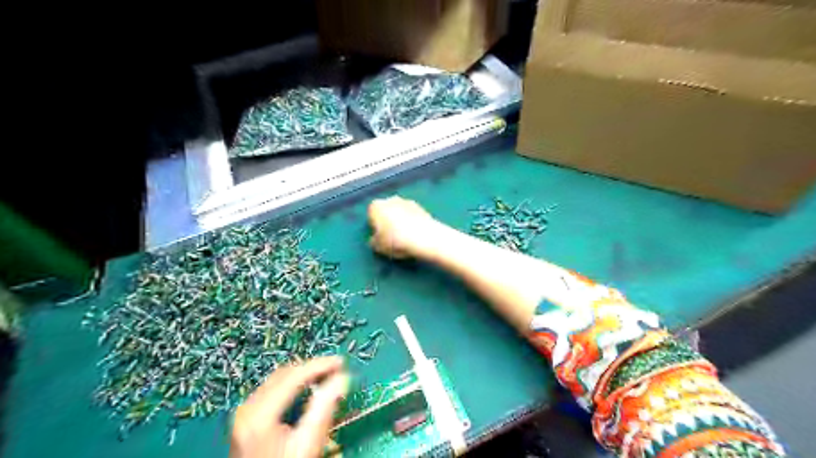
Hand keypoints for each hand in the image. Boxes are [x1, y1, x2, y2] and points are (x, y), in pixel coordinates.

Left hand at [231, 358, 352, 457]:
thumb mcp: (307, 444)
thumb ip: (324, 409)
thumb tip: (342, 379)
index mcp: (260, 414)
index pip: (294, 376)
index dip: (320, 366)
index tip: (341, 363)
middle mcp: (247, 408)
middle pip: (284, 374)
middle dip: (312, 369)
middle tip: (336, 369)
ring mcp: (244, 413)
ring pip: (277, 380)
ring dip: (302, 376)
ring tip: (325, 377)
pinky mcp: (246, 419)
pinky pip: (272, 390)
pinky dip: (291, 386)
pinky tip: (305, 391)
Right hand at [367, 194, 435, 258]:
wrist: (425, 237)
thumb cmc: (396, 241)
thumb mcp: (378, 247)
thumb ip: (373, 241)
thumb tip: (375, 239)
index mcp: (376, 206)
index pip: (371, 216)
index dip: (375, 228)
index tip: (380, 238)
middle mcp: (390, 199)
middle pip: (386, 211)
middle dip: (388, 222)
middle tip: (392, 238)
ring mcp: (407, 201)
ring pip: (399, 212)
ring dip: (401, 221)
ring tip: (405, 237)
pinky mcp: (422, 207)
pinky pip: (412, 215)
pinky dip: (412, 222)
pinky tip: (415, 234)